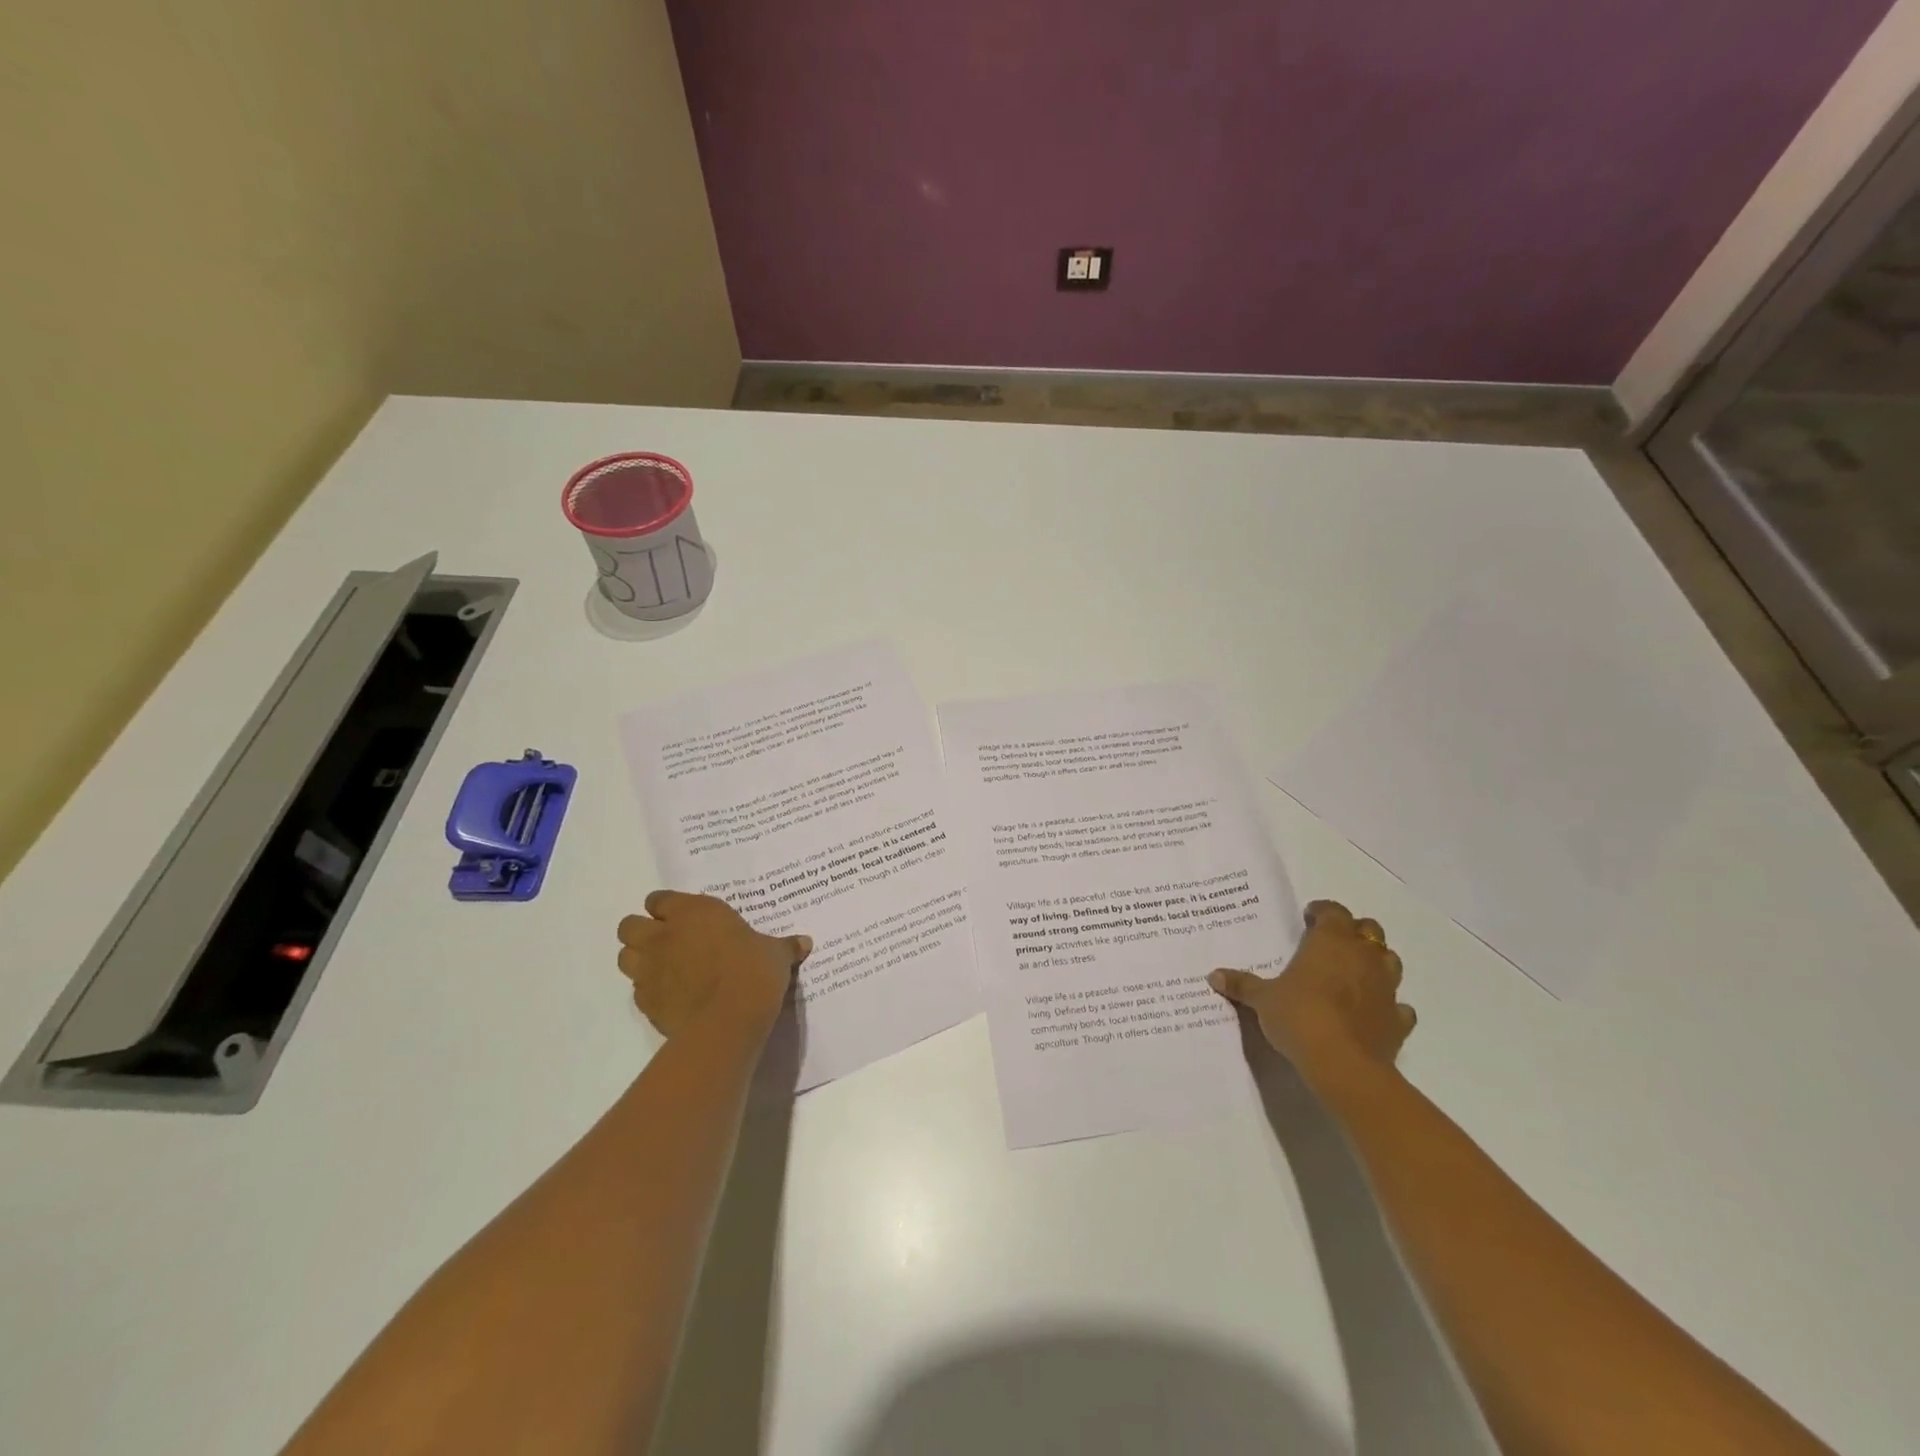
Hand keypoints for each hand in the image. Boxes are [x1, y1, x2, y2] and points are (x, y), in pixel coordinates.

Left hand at [615, 891, 810, 1038]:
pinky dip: (647, 990)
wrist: (729, 1019)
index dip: (667, 908)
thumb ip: (783, 946)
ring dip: (638, 959)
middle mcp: (664, 935)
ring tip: (662, 968)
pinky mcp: (645, 1002)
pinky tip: (669, 996)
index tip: (682, 917)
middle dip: (642, 931)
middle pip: (629, 925)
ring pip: (625, 956)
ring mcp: (650, 969)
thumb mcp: (775, 954)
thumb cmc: (754, 971)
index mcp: (693, 912)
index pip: (660, 899)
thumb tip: (804, 943)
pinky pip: (636, 989)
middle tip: (666, 942)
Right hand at [1209, 899, 1415, 1089]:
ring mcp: (1386, 988)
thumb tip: (1213, 975)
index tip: (1308, 918)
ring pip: (1390, 961)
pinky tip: (1372, 1012)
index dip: (1322, 911)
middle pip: (1369, 930)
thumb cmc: (1299, 1016)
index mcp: (1331, 941)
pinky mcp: (1398, 1021)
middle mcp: (1363, 957)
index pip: (1333, 912)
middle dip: (1353, 932)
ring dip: (1375, 962)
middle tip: (1331, 943)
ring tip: (1353, 973)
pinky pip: (1399, 1006)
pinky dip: (1388, 1005)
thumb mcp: (1262, 999)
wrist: (1343, 1064)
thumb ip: (1242, 984)